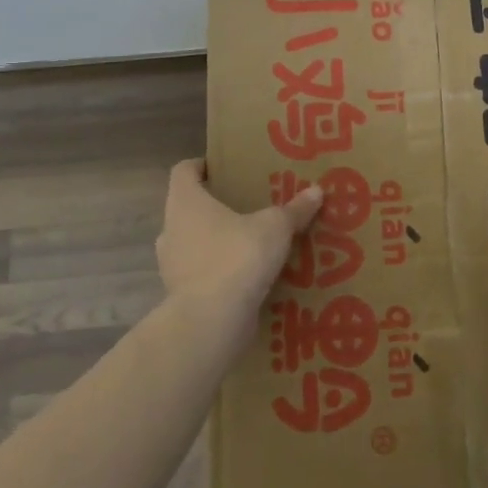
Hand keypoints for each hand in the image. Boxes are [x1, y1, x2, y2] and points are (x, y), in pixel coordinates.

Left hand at [157, 160, 323, 336]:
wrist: (212, 321)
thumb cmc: (238, 257)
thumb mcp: (275, 228)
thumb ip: (294, 210)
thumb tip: (316, 191)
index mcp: (185, 202)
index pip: (183, 171)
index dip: (202, 166)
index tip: (225, 168)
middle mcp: (171, 229)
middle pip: (189, 208)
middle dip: (216, 206)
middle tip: (248, 205)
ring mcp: (172, 264)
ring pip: (194, 242)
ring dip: (217, 240)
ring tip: (251, 242)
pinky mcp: (181, 294)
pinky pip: (202, 273)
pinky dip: (220, 271)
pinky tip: (247, 275)